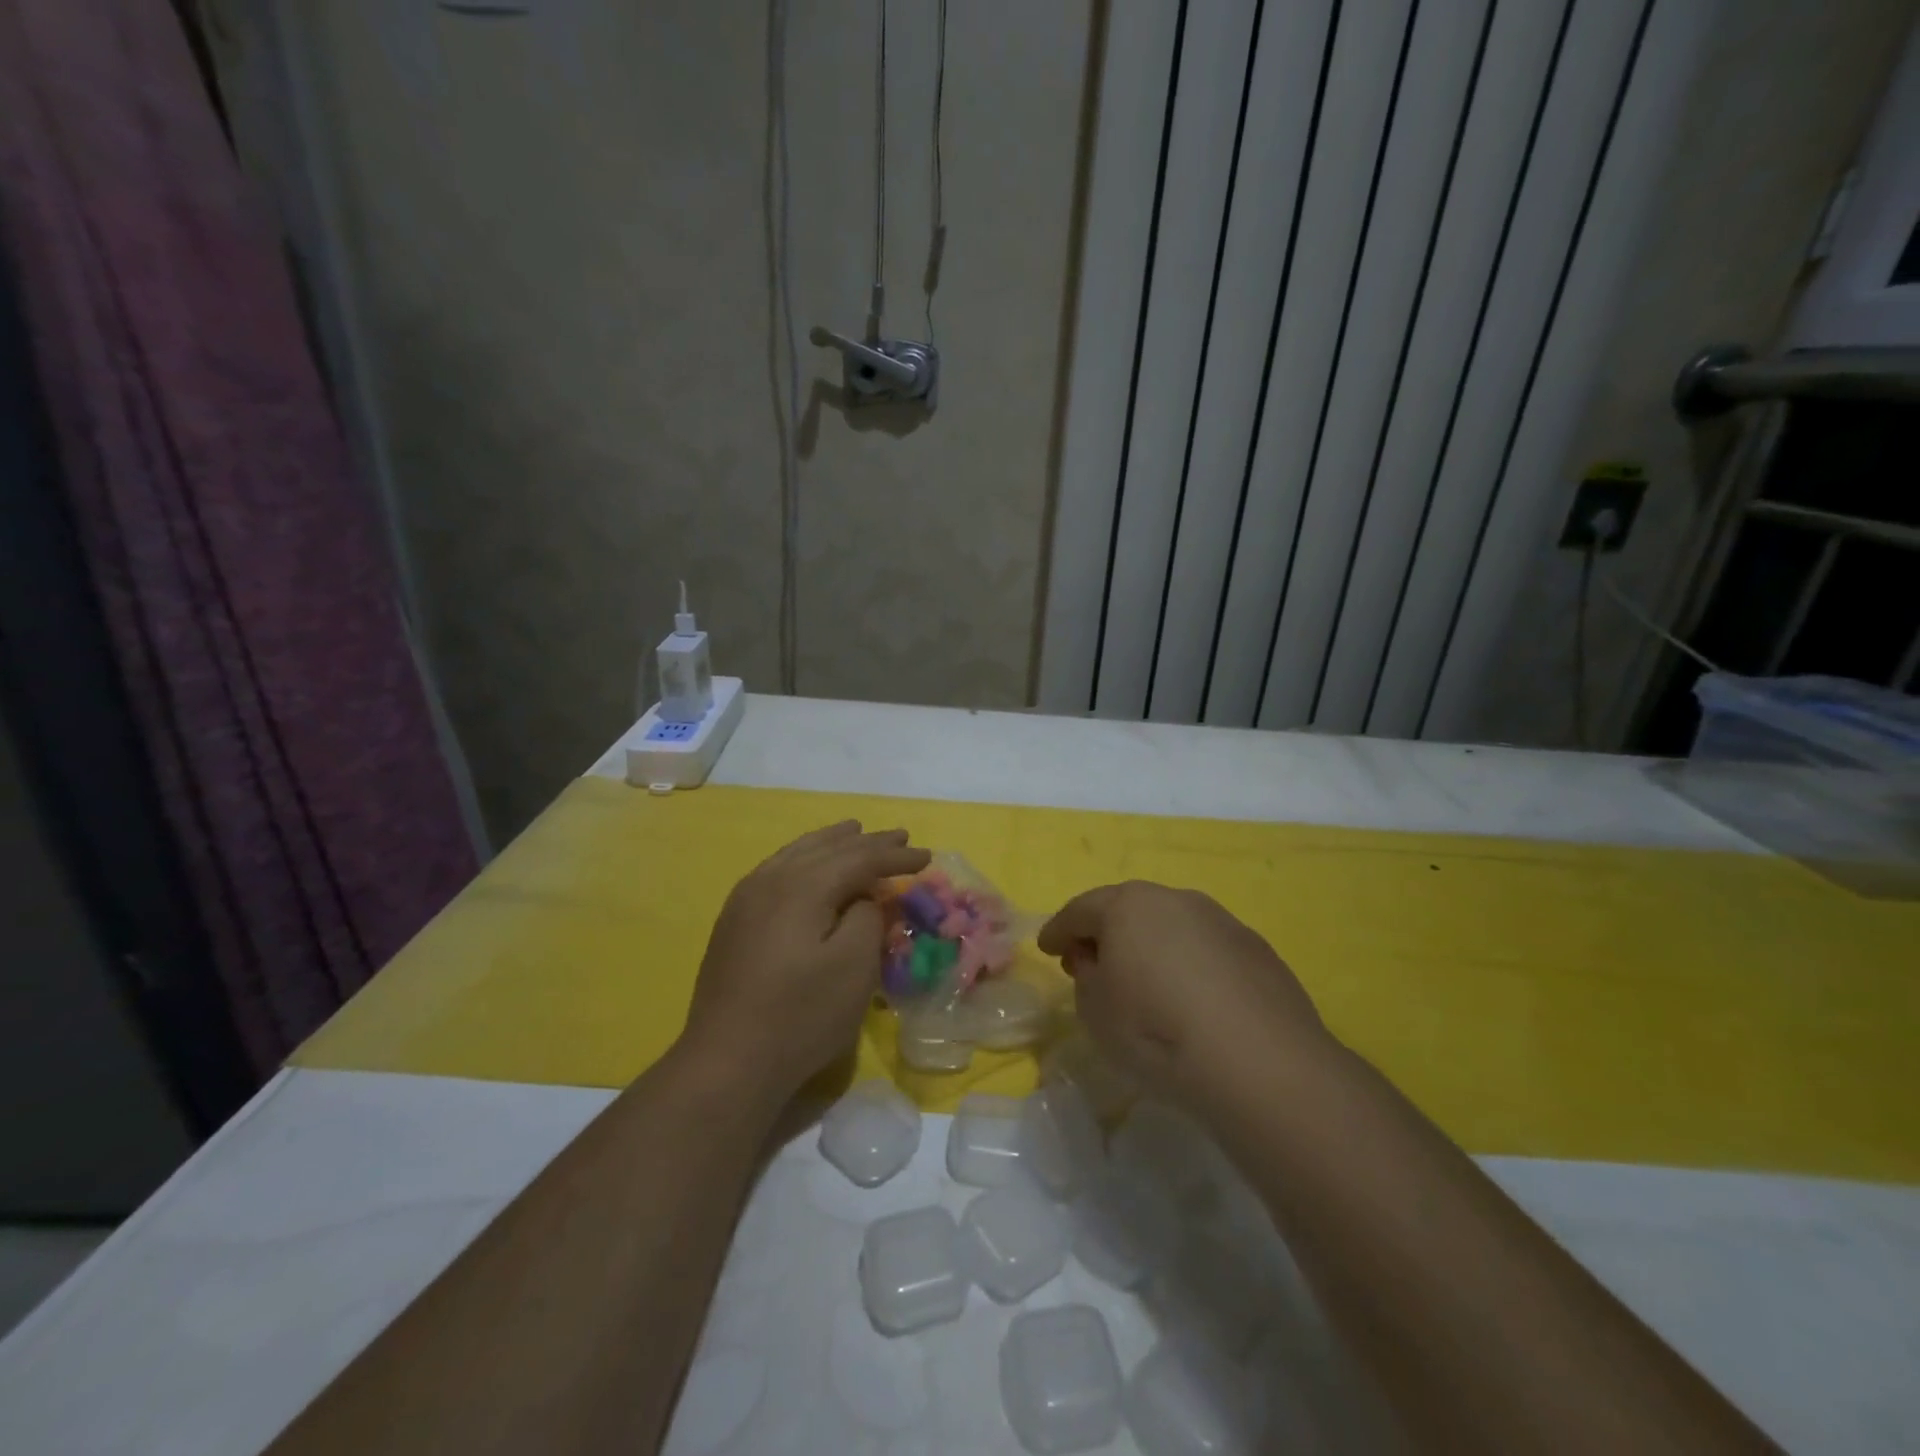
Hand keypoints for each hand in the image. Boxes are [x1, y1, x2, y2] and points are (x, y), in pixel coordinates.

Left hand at [678, 821, 929, 1111]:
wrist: (726, 1061)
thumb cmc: (800, 1015)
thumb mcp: (854, 968)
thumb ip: (867, 918)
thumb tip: (865, 897)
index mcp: (801, 885)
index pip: (859, 858)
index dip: (896, 856)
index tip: (928, 857)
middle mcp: (770, 879)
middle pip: (827, 848)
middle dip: (866, 842)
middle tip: (900, 837)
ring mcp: (746, 898)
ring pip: (797, 853)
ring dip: (832, 843)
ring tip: (854, 831)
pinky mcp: (734, 920)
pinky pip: (778, 869)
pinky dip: (805, 859)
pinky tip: (809, 866)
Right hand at [1037, 882, 1328, 1111]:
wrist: (1258, 1062)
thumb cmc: (1156, 1031)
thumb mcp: (1095, 1010)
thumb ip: (1086, 976)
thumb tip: (1098, 960)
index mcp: (1127, 906)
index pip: (1080, 910)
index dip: (1058, 930)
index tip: (1046, 948)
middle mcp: (1174, 899)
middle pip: (1128, 909)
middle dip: (1105, 932)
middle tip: (1091, 962)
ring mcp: (1220, 920)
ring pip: (1172, 925)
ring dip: (1151, 945)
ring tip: (1145, 981)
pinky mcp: (1256, 948)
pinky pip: (1207, 949)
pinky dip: (1190, 964)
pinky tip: (1192, 999)